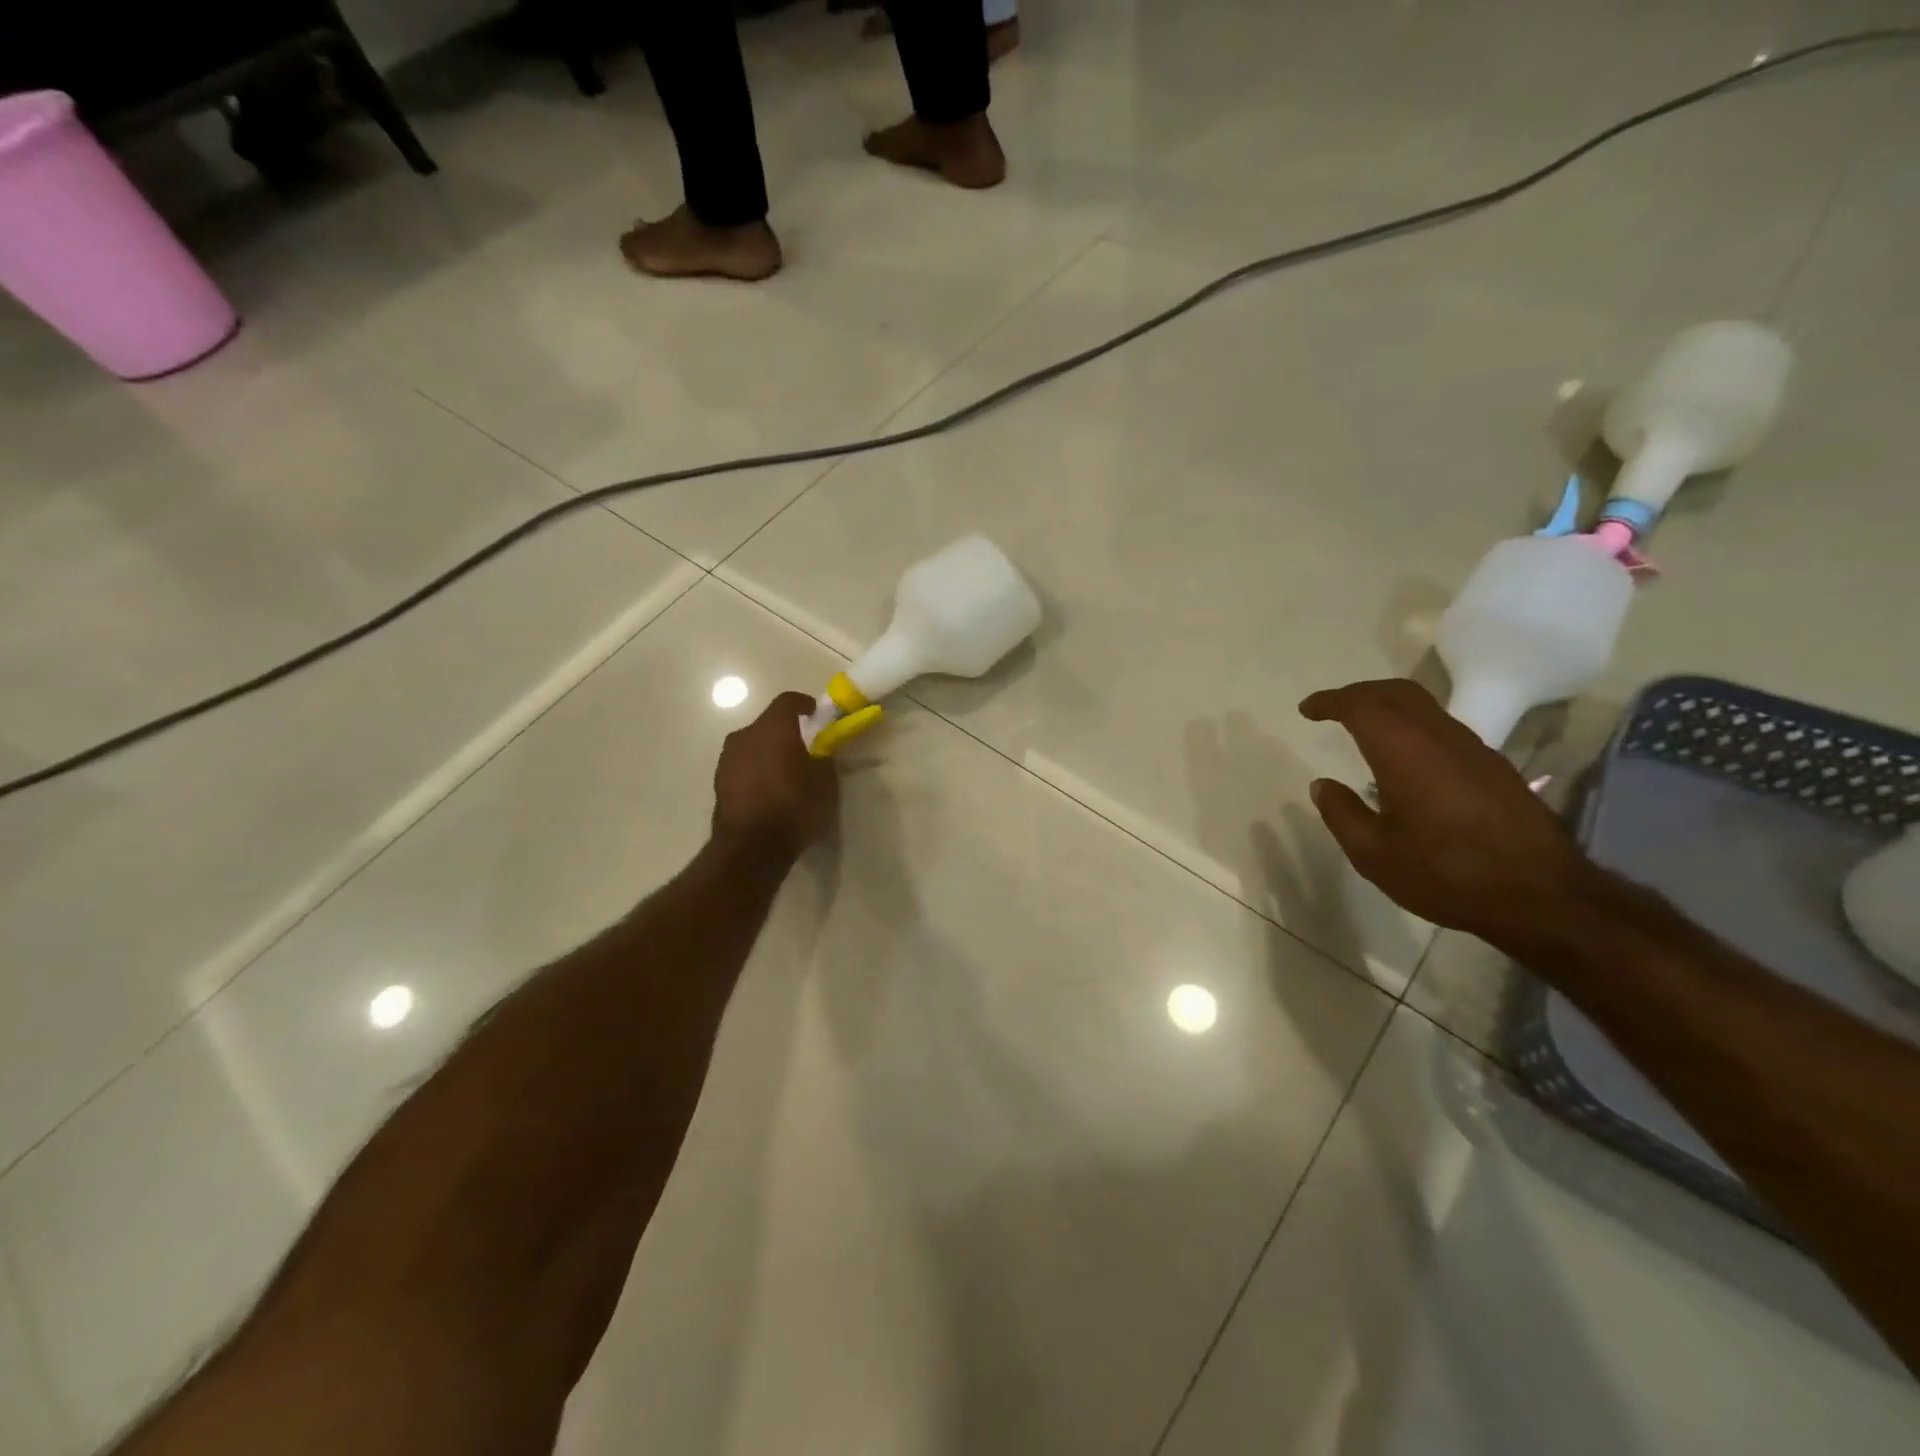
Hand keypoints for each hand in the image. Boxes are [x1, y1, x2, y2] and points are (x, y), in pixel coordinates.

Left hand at [713, 691, 840, 855]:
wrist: (750, 849)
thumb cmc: (794, 809)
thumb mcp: (825, 784)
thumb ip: (824, 759)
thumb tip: (820, 751)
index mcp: (773, 728)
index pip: (789, 701)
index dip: (805, 706)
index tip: (818, 718)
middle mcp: (745, 735)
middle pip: (769, 724)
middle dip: (787, 733)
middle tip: (805, 752)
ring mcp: (727, 759)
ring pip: (753, 745)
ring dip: (769, 753)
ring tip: (786, 776)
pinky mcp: (718, 782)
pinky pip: (743, 766)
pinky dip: (756, 772)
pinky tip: (769, 793)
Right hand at [1299, 678, 1598, 949]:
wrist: (1542, 896)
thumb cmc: (1445, 873)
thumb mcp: (1374, 853)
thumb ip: (1341, 813)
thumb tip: (1322, 785)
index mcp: (1403, 751)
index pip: (1360, 705)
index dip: (1330, 701)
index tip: (1307, 710)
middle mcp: (1440, 737)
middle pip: (1397, 692)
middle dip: (1360, 693)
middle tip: (1333, 709)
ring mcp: (1474, 750)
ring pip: (1425, 708)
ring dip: (1390, 709)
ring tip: (1365, 732)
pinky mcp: (1494, 769)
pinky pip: (1444, 730)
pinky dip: (1414, 729)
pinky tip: (1406, 763)